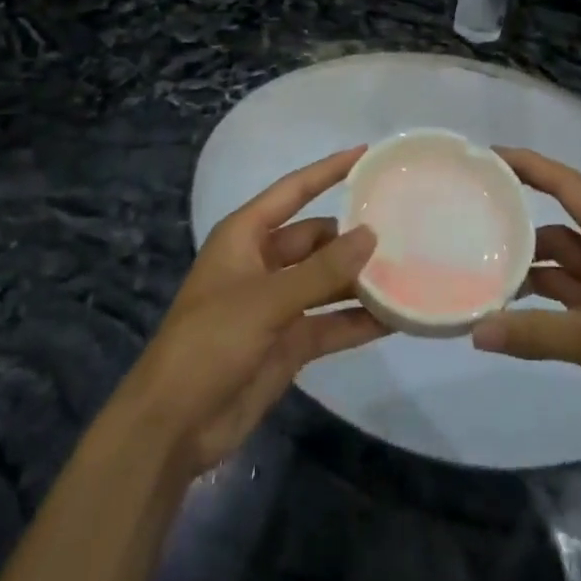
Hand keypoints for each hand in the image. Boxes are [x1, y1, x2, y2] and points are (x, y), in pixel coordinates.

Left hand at [110, 148, 385, 479]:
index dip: (328, 170)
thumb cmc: (210, 342)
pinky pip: (329, 322)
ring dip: (359, 280)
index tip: (365, 153)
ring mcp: (276, 304)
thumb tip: (370, 235)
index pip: (293, 191)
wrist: (172, 427)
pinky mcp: (288, 342)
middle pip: (316, 238)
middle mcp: (263, 263)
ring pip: (326, 281)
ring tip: (408, 270)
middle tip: (402, 227)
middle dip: (352, 236)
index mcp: (245, 236)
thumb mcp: (266, 300)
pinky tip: (394, 318)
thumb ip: (321, 270)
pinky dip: (356, 320)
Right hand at [473, 148, 580, 444]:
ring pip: (563, 261)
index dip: (529, 165)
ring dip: (530, 266)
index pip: (566, 184)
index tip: (489, 156)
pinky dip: (544, 298)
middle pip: (559, 223)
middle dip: (520, 222)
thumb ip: (536, 333)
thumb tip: (477, 331)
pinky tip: (514, 310)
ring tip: (483, 272)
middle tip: (473, 219)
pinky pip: (571, 293)